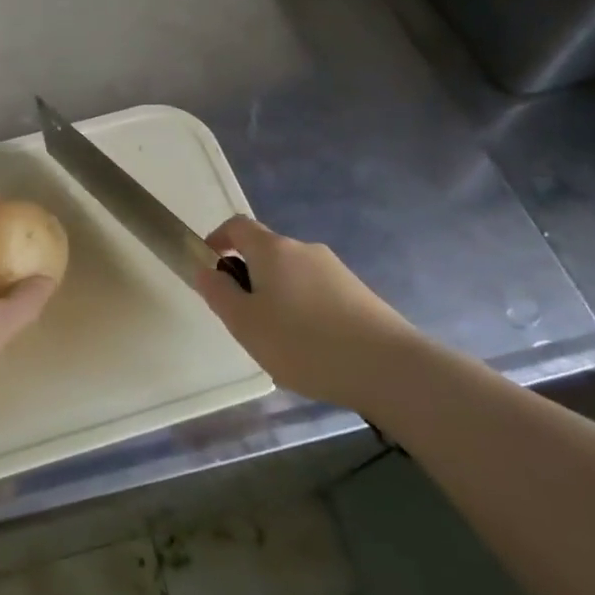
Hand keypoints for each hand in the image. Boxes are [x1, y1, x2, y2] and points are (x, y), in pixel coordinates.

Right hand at [194, 216, 417, 406]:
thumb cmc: (304, 342)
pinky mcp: (359, 294)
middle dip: (249, 277)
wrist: (389, 368)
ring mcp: (336, 271)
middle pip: (266, 252)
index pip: (237, 226)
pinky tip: (312, 349)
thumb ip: (219, 294)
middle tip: (243, 319)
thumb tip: (205, 270)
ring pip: (293, 276)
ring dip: (277, 297)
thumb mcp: (245, 324)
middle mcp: (305, 250)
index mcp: (273, 249)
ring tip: (279, 342)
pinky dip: (304, 311)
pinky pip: (318, 293)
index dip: (218, 239)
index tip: (209, 267)